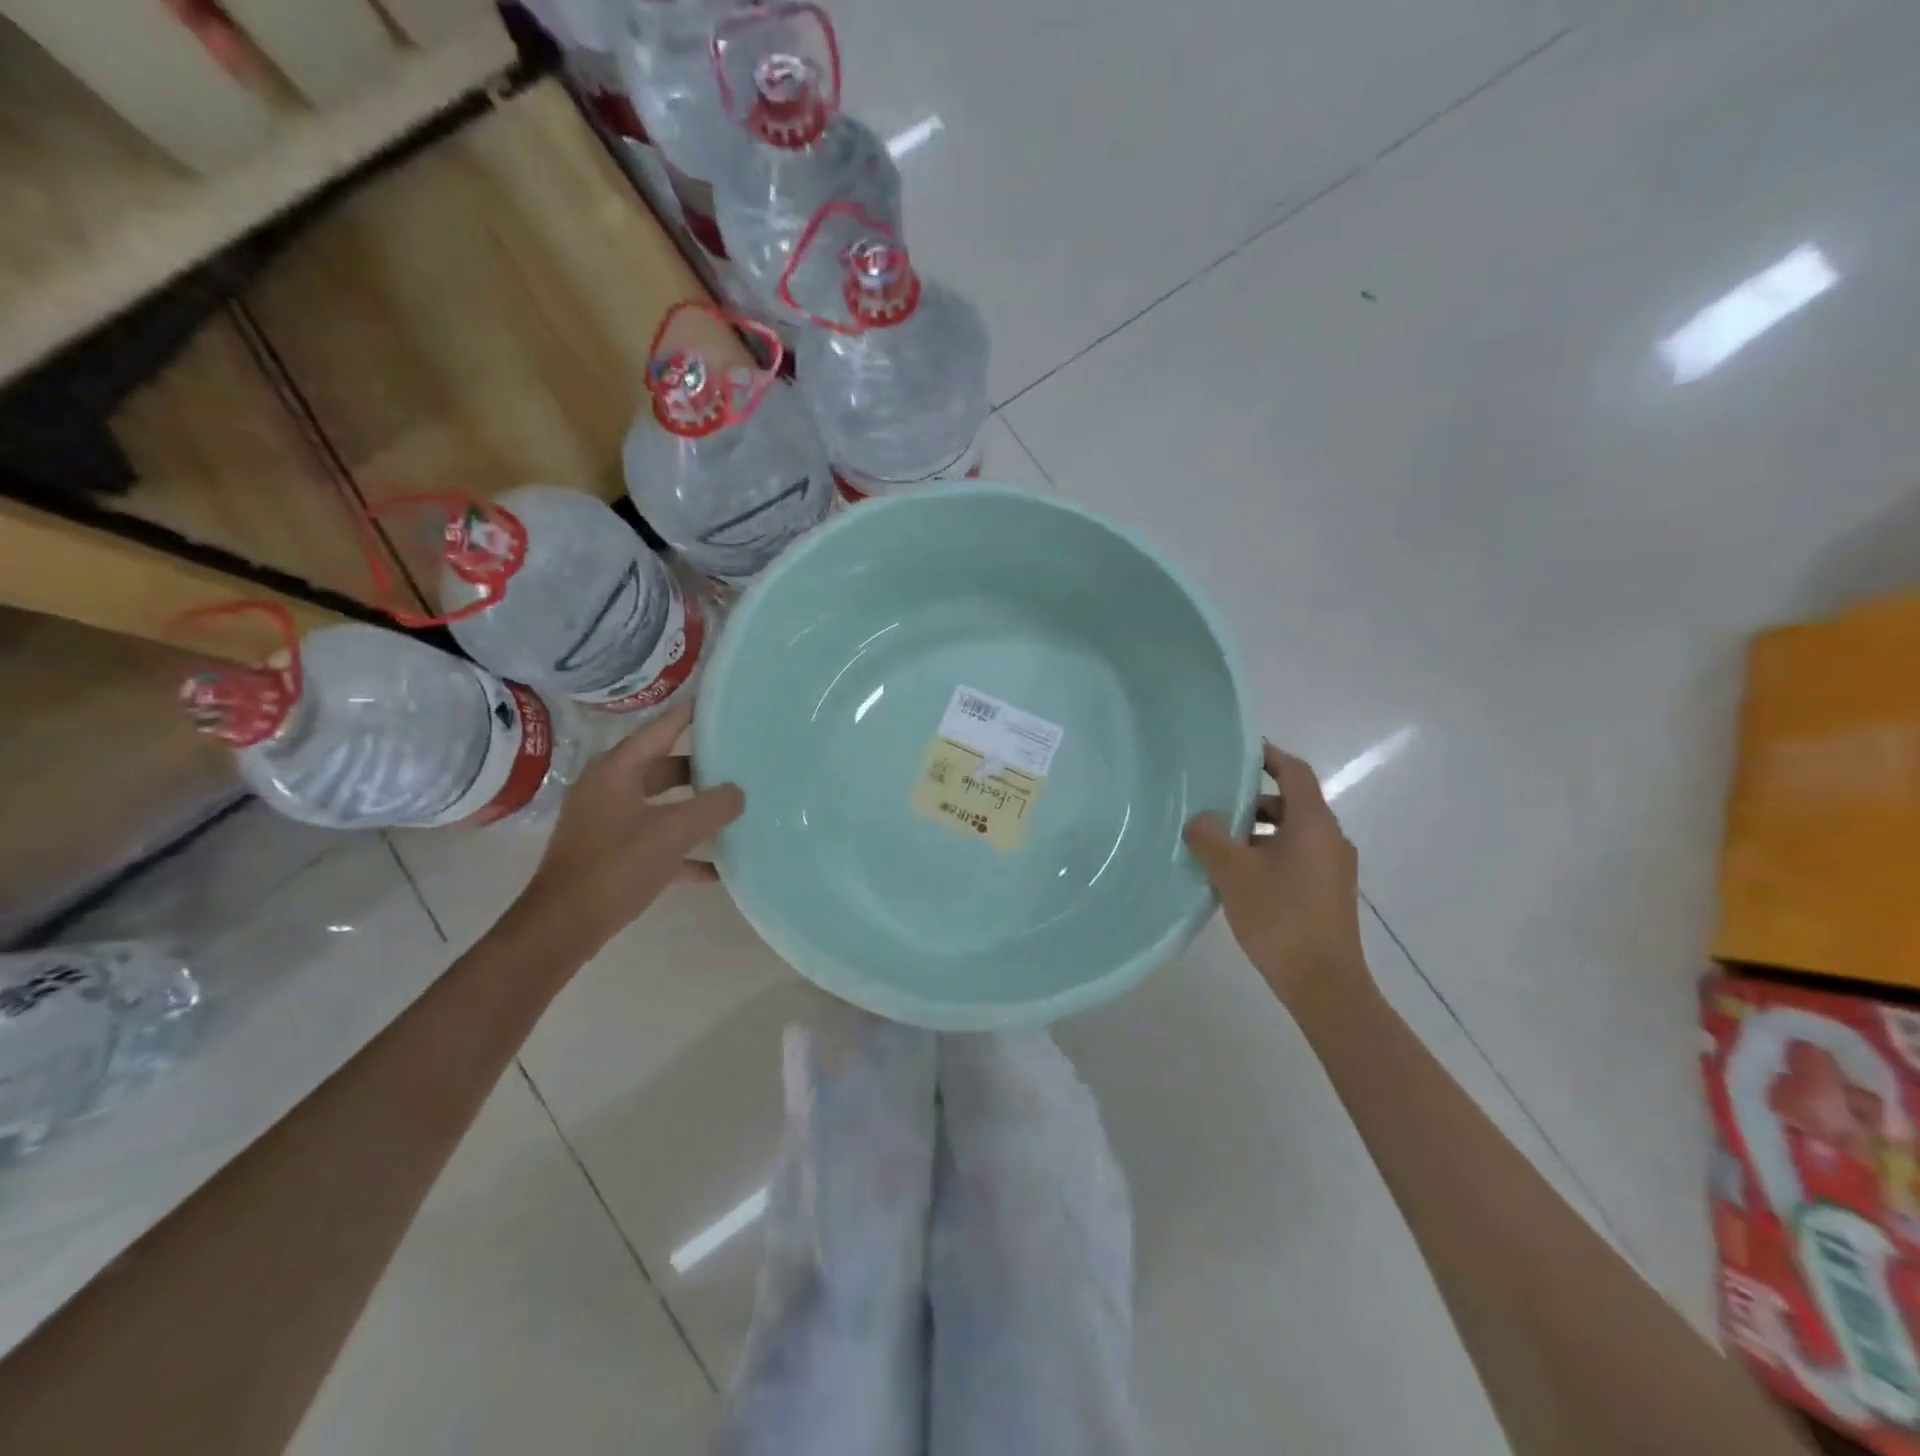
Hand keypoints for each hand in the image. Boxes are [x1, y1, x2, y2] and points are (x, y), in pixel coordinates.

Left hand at [511, 700, 743, 956]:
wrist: (565, 926)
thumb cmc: (617, 865)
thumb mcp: (673, 831)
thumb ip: (712, 807)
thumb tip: (737, 792)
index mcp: (617, 771)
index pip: (660, 730)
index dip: (690, 716)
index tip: (719, 704)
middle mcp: (609, 790)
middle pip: (662, 767)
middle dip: (700, 768)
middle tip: (739, 762)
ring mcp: (608, 823)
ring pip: (661, 805)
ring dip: (695, 808)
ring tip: (734, 808)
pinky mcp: (612, 855)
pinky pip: (657, 841)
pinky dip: (684, 849)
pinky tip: (717, 866)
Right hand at [1184, 743, 1363, 1003]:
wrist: (1323, 983)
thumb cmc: (1279, 916)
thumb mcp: (1232, 872)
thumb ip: (1210, 837)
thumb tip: (1200, 819)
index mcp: (1313, 824)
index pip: (1295, 772)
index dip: (1269, 756)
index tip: (1240, 753)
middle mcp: (1330, 839)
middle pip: (1292, 803)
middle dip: (1253, 800)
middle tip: (1215, 803)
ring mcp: (1332, 868)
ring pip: (1292, 833)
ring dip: (1258, 831)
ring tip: (1219, 843)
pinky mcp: (1328, 893)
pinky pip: (1297, 857)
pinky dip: (1269, 853)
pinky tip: (1238, 875)